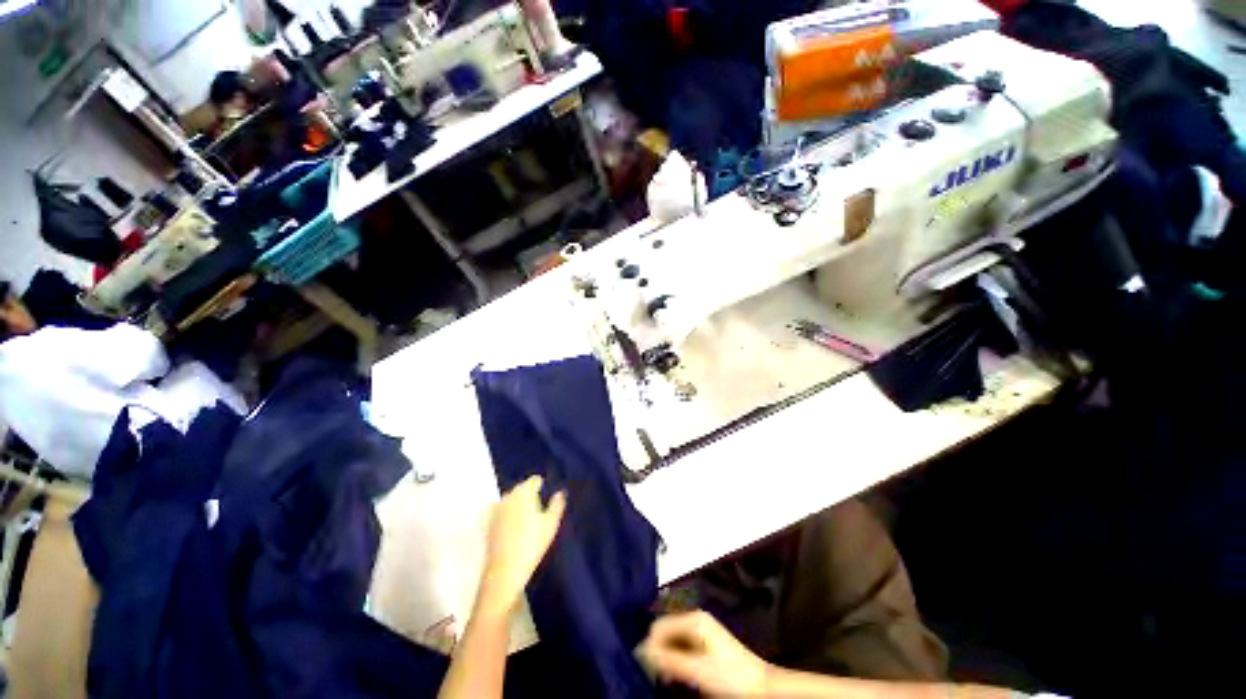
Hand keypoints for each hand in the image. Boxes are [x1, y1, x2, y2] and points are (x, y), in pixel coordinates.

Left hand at [479, 475, 566, 615]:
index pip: (534, 480)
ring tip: (528, 515)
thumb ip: (556, 505)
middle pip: (521, 488)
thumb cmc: (532, 544)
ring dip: (518, 503)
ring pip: (510, 499)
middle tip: (539, 504)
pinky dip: (509, 513)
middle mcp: (508, 496)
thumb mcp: (551, 524)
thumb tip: (560, 493)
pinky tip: (515, 526)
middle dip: (529, 493)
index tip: (546, 492)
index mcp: (524, 492)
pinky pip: (502, 511)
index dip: (541, 485)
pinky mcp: (489, 523)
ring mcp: (496, 509)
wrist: (504, 570)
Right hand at [636, 611, 770, 696]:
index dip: (650, 646)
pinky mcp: (704, 644)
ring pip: (672, 641)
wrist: (761, 688)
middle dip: (658, 651)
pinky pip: (680, 648)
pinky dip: (675, 661)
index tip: (646, 669)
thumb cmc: (731, 677)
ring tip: (668, 678)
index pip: (659, 626)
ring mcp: (700, 631)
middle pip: (665, 632)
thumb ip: (669, 659)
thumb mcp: (697, 669)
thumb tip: (641, 650)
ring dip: (666, 658)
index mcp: (693, 618)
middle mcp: (695, 619)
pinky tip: (678, 676)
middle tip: (656, 675)